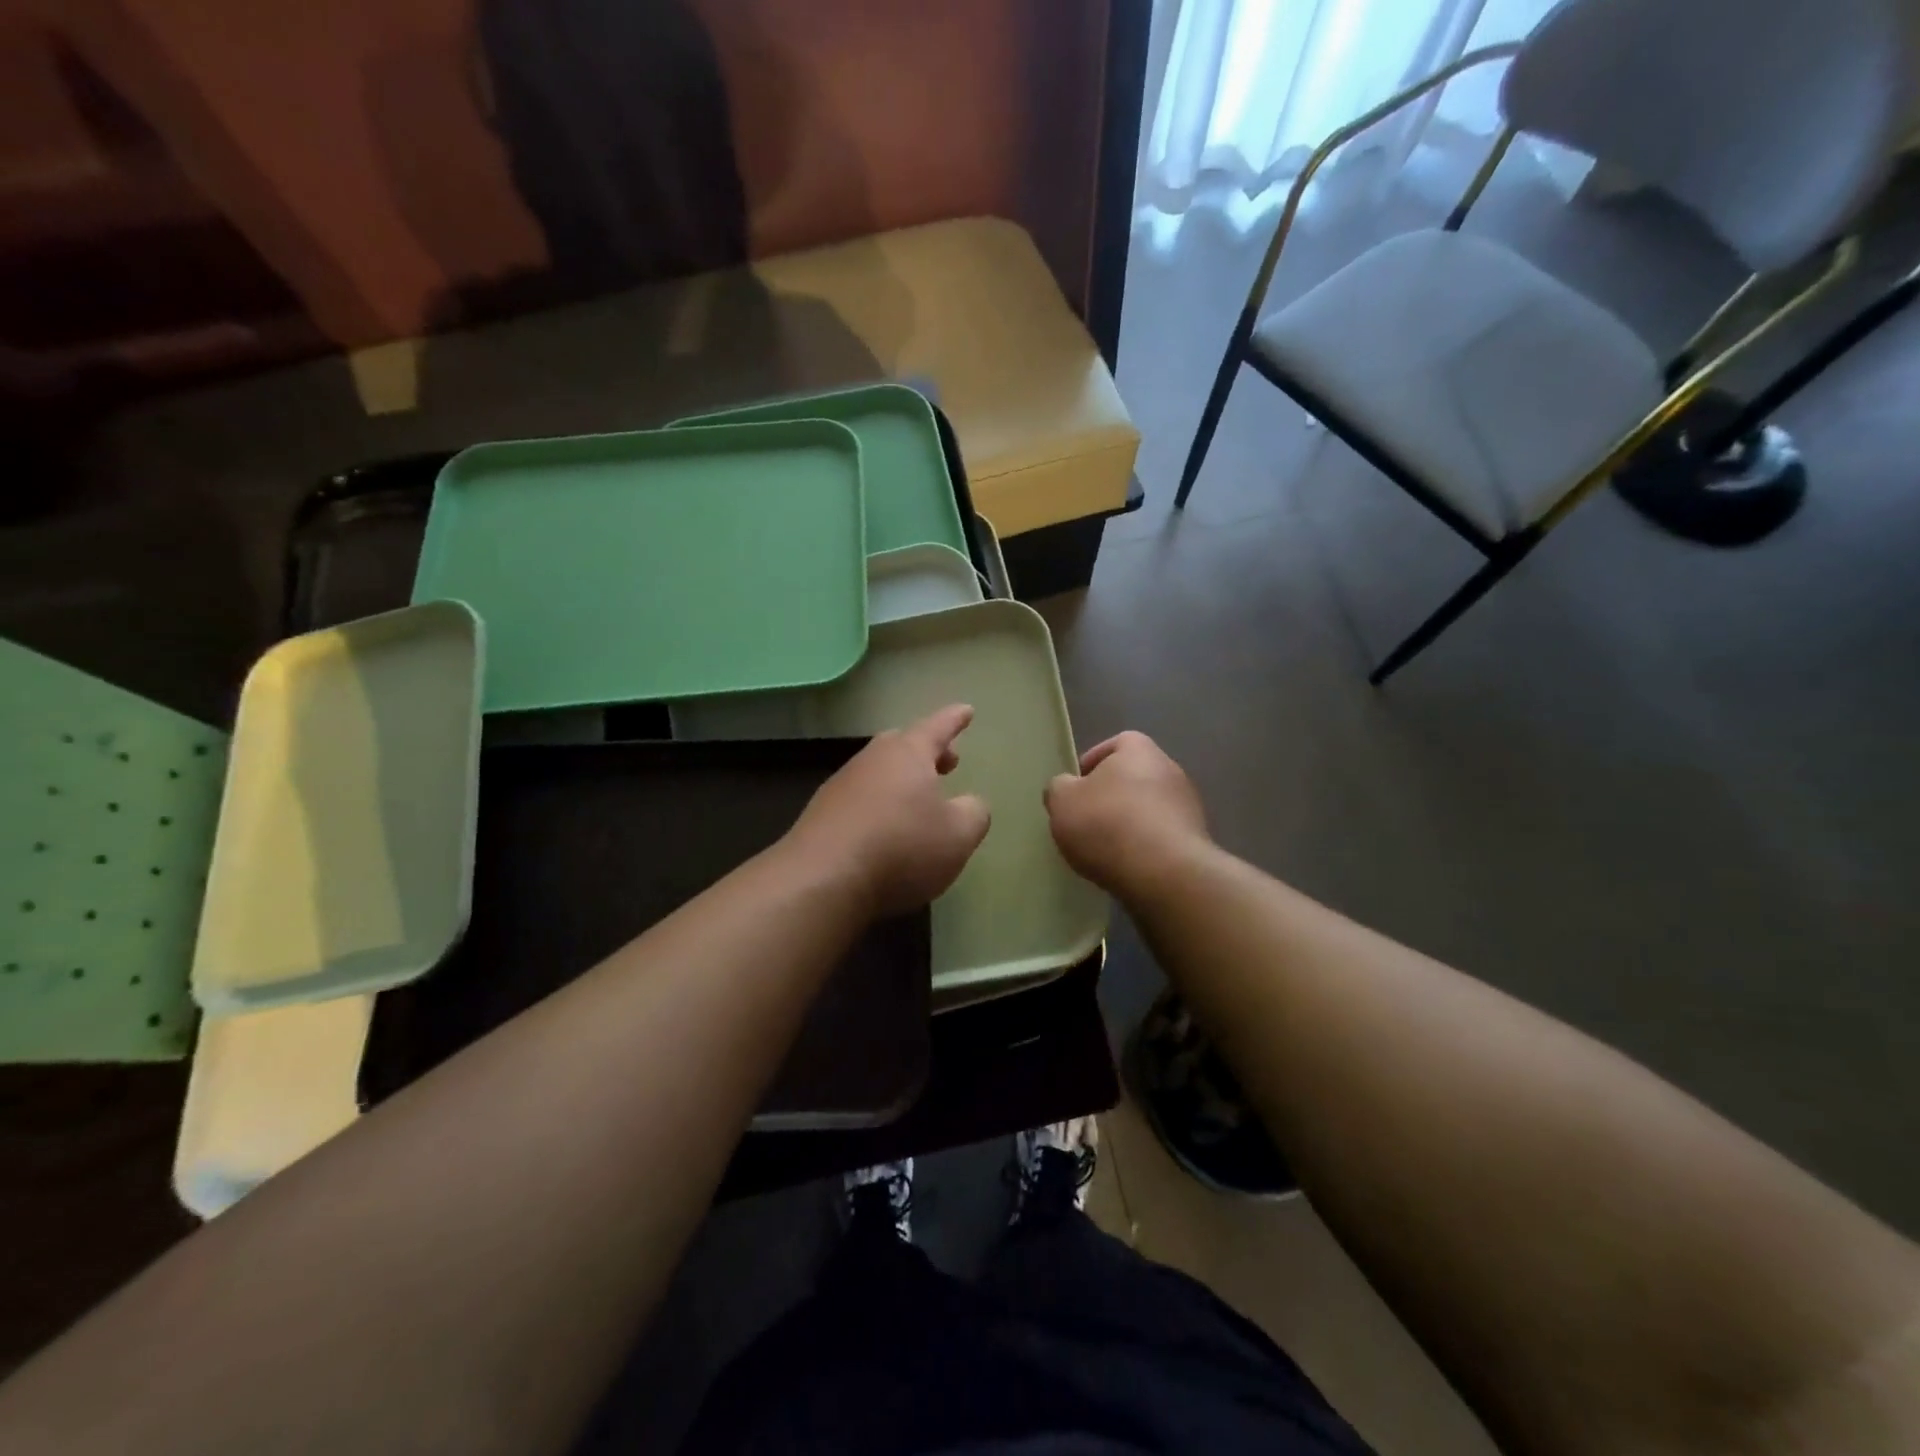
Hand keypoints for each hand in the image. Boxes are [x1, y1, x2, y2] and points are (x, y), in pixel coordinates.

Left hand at [786, 704, 991, 915]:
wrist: (821, 881)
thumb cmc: (901, 848)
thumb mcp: (958, 835)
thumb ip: (974, 813)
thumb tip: (969, 804)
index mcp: (907, 754)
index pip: (937, 727)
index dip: (955, 719)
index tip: (966, 710)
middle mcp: (871, 761)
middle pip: (901, 745)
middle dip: (926, 751)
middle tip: (947, 762)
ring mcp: (841, 787)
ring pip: (878, 772)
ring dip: (901, 781)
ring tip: (919, 801)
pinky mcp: (821, 816)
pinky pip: (859, 800)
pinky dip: (879, 806)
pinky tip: (885, 831)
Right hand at [1044, 731, 1210, 893]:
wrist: (1163, 873)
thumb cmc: (1107, 824)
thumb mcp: (1062, 801)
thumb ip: (1059, 788)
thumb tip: (1066, 788)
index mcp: (1140, 750)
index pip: (1117, 743)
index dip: (1094, 762)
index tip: (1077, 787)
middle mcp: (1170, 769)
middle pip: (1134, 776)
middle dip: (1111, 795)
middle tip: (1086, 818)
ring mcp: (1188, 805)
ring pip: (1149, 807)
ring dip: (1129, 821)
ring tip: (1105, 847)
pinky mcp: (1195, 840)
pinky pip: (1162, 836)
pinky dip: (1145, 845)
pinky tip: (1127, 864)